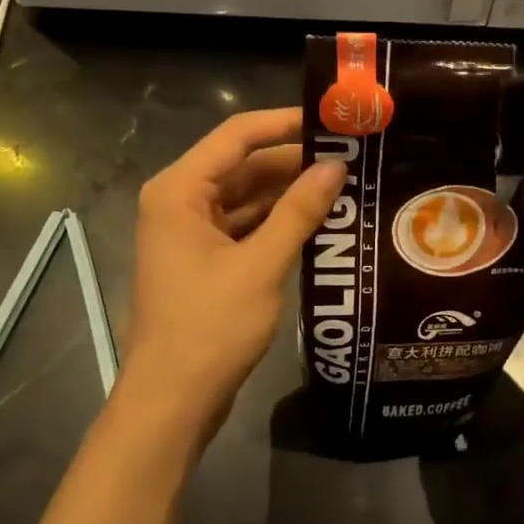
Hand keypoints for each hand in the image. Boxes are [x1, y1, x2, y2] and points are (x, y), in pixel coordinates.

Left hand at [121, 108, 344, 440]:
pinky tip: (320, 221)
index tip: (333, 122)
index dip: (285, 123)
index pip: (237, 135)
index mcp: (180, 190)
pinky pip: (245, 225)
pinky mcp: (205, 259)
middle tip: (351, 157)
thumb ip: (299, 211)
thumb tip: (336, 167)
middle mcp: (180, 201)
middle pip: (243, 164)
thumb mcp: (261, 265)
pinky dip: (278, 221)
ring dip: (289, 192)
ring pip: (247, 196)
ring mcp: (191, 232)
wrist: (172, 401)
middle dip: (294, 161)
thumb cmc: (209, 327)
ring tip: (345, 185)